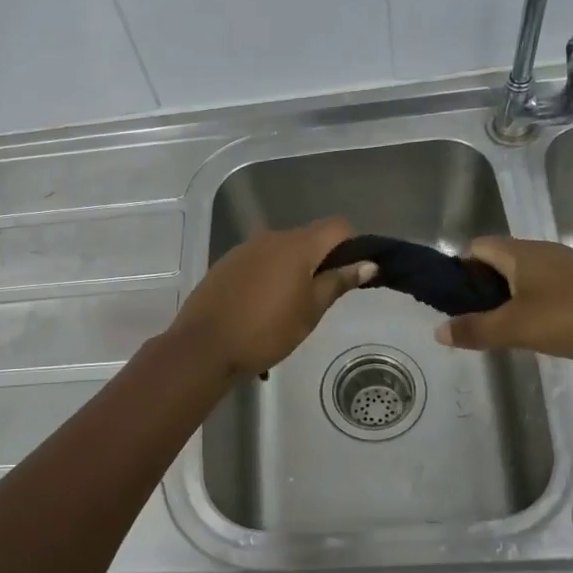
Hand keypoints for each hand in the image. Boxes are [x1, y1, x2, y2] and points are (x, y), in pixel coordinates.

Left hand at [168, 217, 375, 376]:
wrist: (204, 346)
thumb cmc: (266, 331)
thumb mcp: (310, 311)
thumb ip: (338, 282)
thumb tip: (368, 264)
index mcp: (297, 245)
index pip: (337, 226)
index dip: (351, 246)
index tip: (351, 275)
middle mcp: (271, 237)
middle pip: (309, 237)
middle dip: (321, 261)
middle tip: (322, 298)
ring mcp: (244, 249)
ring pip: (282, 251)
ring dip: (294, 270)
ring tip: (290, 308)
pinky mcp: (226, 264)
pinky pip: (259, 262)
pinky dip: (269, 276)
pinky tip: (262, 308)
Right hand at [432, 237, 572, 364]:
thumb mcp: (517, 328)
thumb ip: (475, 329)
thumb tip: (438, 330)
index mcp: (521, 253)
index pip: (476, 248)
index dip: (459, 271)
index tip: (455, 304)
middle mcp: (543, 253)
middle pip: (499, 263)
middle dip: (482, 291)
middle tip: (476, 324)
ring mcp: (570, 270)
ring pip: (525, 279)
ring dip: (509, 302)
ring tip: (505, 334)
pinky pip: (549, 292)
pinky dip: (536, 309)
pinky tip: (541, 336)